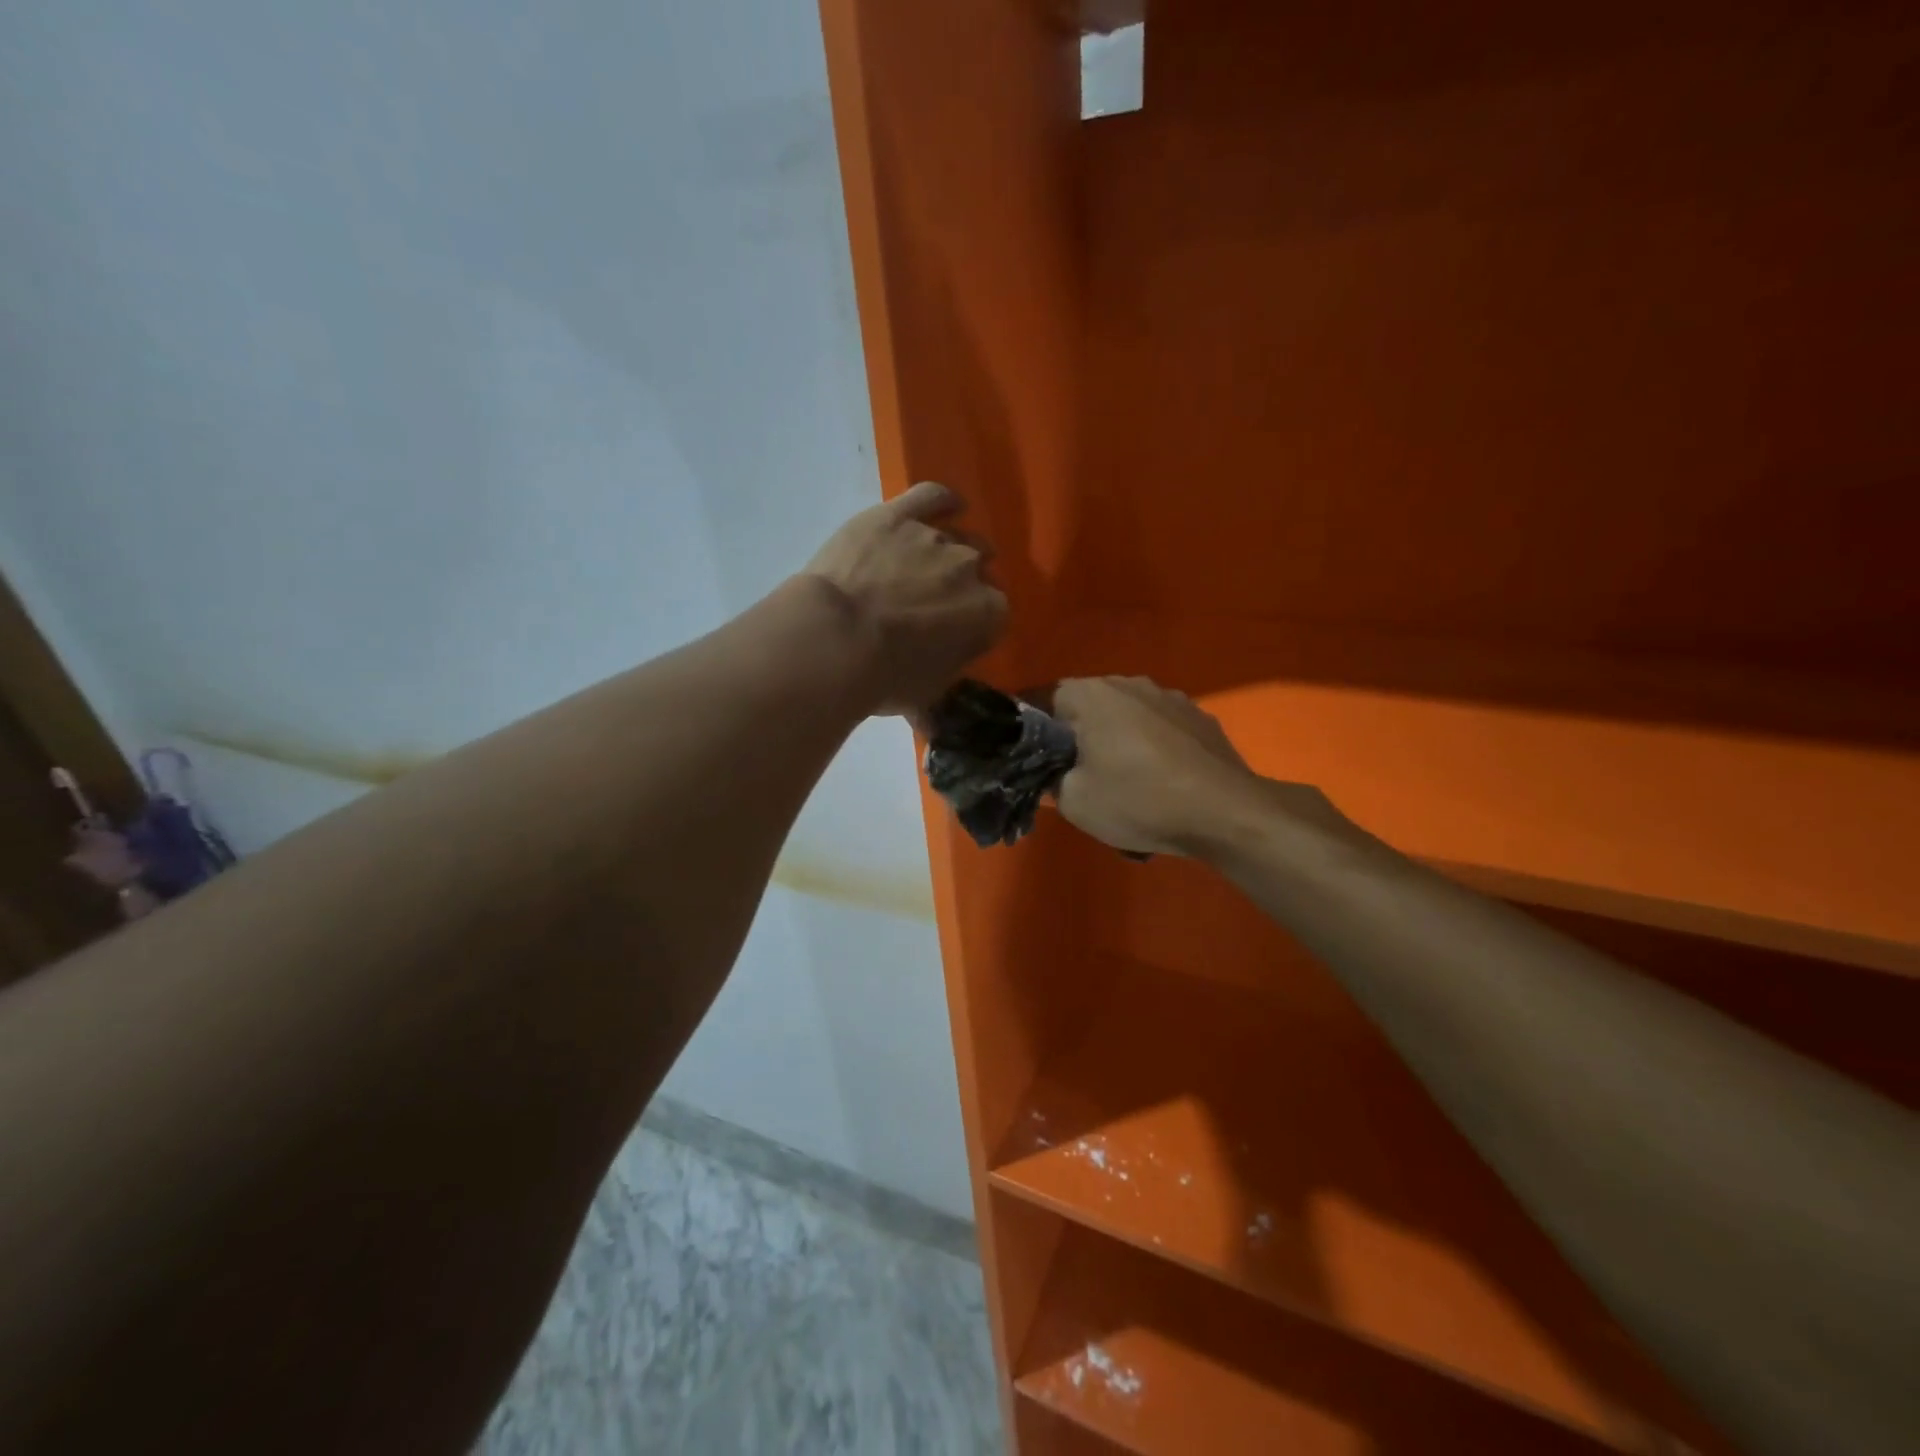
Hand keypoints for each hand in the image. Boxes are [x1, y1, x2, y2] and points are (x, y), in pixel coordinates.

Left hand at [803, 481, 1007, 715]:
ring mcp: (935, 536)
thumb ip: (938, 695)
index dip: (976, 624)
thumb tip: (932, 724)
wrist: (835, 640)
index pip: (996, 614)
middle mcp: (971, 569)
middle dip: (963, 585)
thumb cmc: (883, 678)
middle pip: (980, 569)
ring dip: (947, 551)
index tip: (956, 635)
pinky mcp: (898, 515)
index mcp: (988, 614)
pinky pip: (931, 496)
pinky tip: (946, 504)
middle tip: (934, 603)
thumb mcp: (922, 699)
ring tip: (925, 565)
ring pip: (958, 536)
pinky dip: (942, 499)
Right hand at [1052, 676, 1349, 856]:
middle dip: (1072, 733)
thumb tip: (1054, 771)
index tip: (1023, 753)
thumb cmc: (1140, 801)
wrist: (1226, 813)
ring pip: (1124, 713)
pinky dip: (1148, 745)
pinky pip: (1158, 726)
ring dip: (1113, 737)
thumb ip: (1051, 779)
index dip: (1026, 726)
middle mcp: (1129, 682)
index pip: (1040, 698)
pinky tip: (1156, 778)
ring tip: (1117, 777)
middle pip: (1085, 703)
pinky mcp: (1199, 717)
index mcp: (1091, 694)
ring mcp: (1170, 696)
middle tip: (1068, 770)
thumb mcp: (1075, 801)